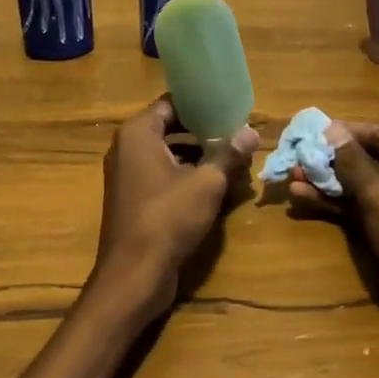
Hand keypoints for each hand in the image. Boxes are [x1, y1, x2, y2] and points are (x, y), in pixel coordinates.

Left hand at [92, 98, 258, 320]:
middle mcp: (127, 148)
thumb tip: (251, 131)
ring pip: (169, 155)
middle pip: (171, 128)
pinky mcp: (134, 199)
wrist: (134, 274)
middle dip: (205, 133)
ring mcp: (128, 176)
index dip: (201, 104)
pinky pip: (163, 177)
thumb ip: (228, 154)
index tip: (230, 107)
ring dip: (200, 157)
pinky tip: (217, 187)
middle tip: (238, 134)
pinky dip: (187, 177)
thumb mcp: (206, 183)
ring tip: (235, 161)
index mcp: (137, 133)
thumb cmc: (168, 218)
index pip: (171, 103)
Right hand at [287, 121, 378, 354]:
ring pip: (361, 187)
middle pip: (369, 160)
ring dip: (327, 183)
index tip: (308, 130)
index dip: (344, 132)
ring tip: (290, 177)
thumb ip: (352, 162)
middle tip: (294, 156)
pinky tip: (302, 198)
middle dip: (331, 160)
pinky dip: (335, 204)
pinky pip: (361, 210)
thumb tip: (330, 129)